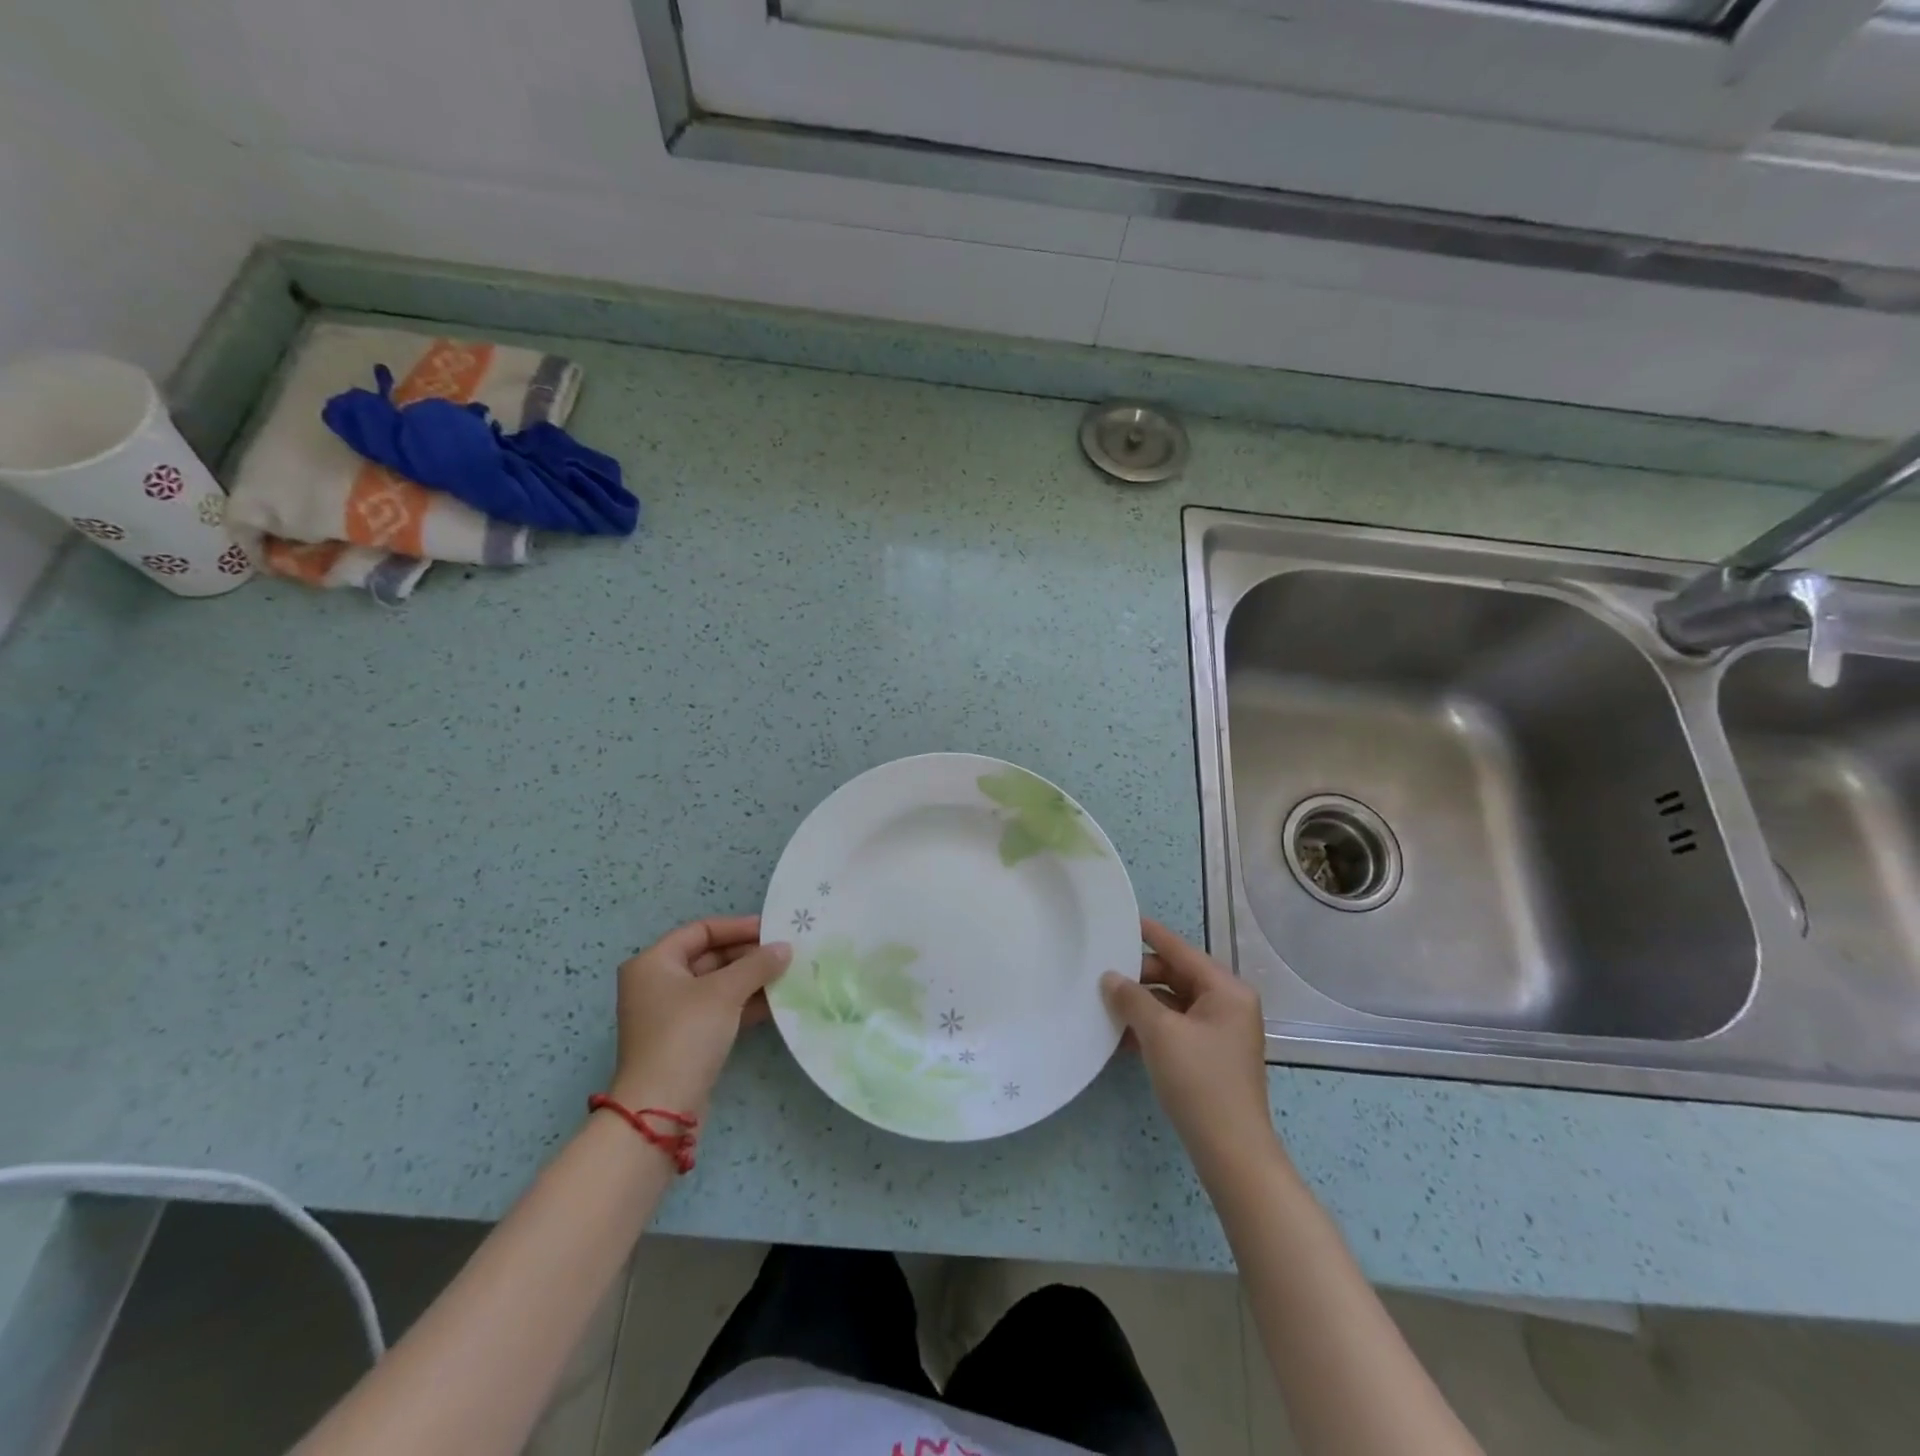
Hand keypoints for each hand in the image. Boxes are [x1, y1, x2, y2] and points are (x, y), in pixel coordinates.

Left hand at [611, 915, 790, 1112]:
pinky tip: (774, 1003)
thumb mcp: (725, 992)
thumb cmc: (686, 1034)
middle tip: (784, 954)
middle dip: (747, 955)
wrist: (661, 1108)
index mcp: (654, 963)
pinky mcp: (684, 1039)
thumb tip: (785, 947)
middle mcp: (657, 983)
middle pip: (708, 957)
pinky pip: (717, 1009)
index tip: (772, 930)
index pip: (701, 930)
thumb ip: (757, 964)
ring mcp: (669, 1014)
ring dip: (750, 980)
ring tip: (786, 975)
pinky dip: (743, 1003)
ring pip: (716, 985)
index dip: (737, 927)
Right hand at [1102, 918, 1279, 1177]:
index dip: (1151, 934)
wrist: (1231, 1151)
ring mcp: (1221, 1032)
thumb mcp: (1160, 1033)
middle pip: (1177, 975)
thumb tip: (1110, 977)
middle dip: (1141, 976)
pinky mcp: (1211, 1056)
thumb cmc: (1199, 1081)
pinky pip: (1177, 1028)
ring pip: (1174, 1003)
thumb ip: (1132, 998)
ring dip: (1142, 1004)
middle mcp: (1228, 1005)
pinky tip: (1120, 1035)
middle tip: (1103, 972)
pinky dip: (1152, 1028)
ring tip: (1105, 1002)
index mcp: (1226, 990)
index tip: (1123, 920)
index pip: (1181, 950)